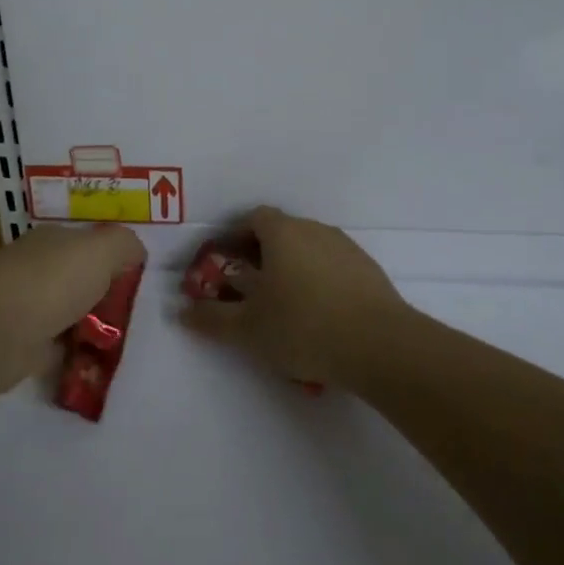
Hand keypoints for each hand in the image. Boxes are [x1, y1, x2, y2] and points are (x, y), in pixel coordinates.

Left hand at [0, 222, 147, 397]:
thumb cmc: (50, 282)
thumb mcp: (100, 250)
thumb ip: (124, 245)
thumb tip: (136, 253)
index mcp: (54, 242)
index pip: (90, 246)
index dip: (116, 261)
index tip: (143, 283)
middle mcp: (38, 270)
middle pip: (81, 281)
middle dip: (106, 298)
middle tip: (140, 319)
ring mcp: (27, 308)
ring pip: (71, 315)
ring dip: (92, 330)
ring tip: (126, 346)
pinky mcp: (21, 347)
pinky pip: (58, 349)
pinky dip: (74, 358)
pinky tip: (97, 367)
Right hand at [179, 206, 406, 385]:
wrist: (381, 346)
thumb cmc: (303, 327)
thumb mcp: (247, 329)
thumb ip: (211, 318)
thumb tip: (182, 311)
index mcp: (282, 233)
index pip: (252, 217)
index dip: (234, 236)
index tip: (223, 262)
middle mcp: (314, 230)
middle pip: (280, 232)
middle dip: (260, 255)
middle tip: (248, 288)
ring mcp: (346, 249)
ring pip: (308, 250)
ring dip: (291, 269)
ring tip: (282, 306)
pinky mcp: (370, 272)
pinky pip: (333, 268)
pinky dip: (318, 282)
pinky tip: (317, 317)